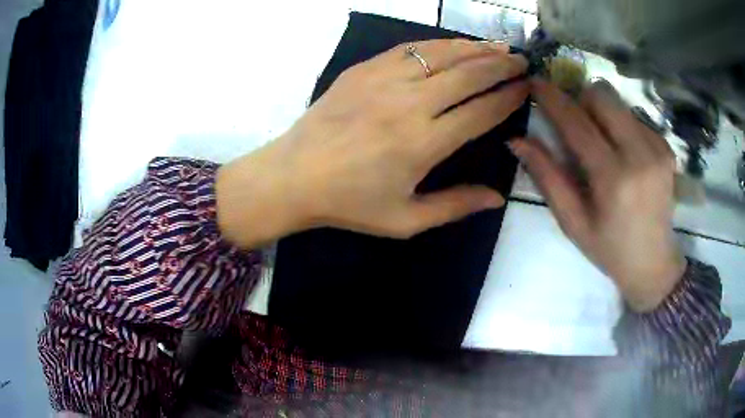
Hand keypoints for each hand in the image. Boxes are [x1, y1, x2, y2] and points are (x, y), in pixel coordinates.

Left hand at [217, 39, 528, 246]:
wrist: (293, 176)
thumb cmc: (349, 202)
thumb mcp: (404, 220)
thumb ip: (455, 206)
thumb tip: (497, 197)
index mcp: (424, 143)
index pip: (481, 111)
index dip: (508, 97)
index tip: (525, 88)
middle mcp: (409, 104)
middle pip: (469, 74)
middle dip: (501, 65)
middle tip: (522, 61)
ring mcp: (383, 80)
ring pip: (442, 53)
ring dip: (475, 48)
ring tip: (498, 48)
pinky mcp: (363, 69)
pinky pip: (410, 49)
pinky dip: (438, 45)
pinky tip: (453, 45)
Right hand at [509, 79, 686, 312]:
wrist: (654, 262)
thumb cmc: (609, 248)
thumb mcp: (572, 221)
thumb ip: (547, 177)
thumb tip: (517, 140)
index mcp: (613, 179)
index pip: (577, 122)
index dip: (552, 98)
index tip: (534, 81)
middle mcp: (640, 155)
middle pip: (601, 95)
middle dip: (580, 99)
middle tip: (575, 122)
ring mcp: (658, 149)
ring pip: (618, 102)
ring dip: (601, 113)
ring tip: (602, 143)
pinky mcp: (667, 148)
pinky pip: (635, 117)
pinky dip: (621, 126)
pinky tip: (624, 154)